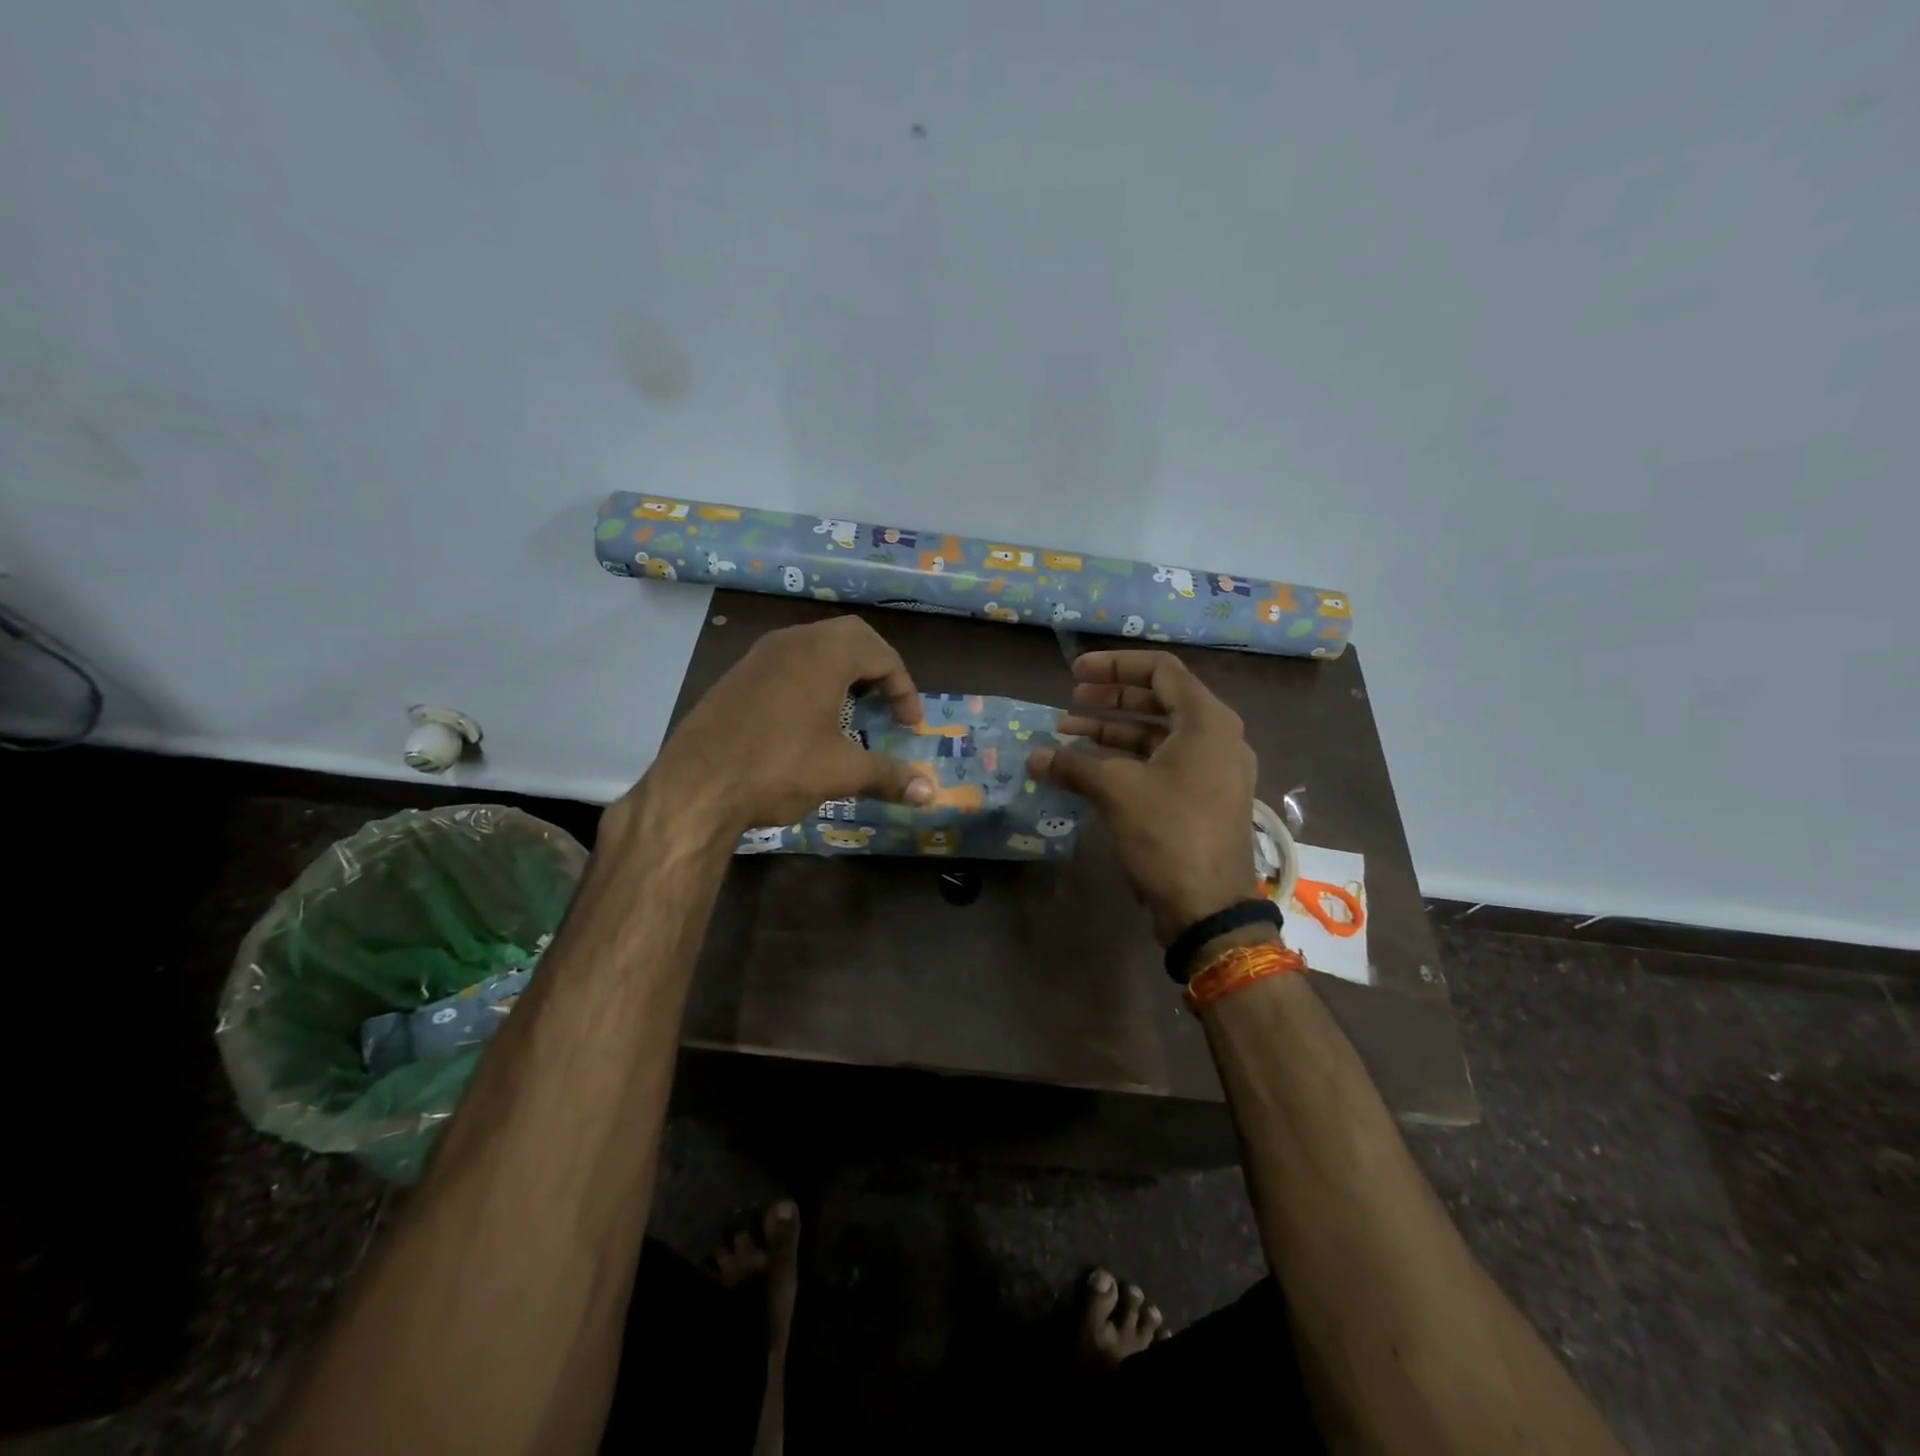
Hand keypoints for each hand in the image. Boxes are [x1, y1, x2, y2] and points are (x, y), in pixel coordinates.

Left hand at [639, 615, 934, 833]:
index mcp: (825, 654)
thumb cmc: (779, 768)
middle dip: (877, 667)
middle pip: (850, 637)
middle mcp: (793, 642)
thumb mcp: (842, 773)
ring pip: (815, 646)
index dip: (904, 689)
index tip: (910, 725)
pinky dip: (812, 679)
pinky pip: (788, 662)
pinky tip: (809, 719)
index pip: (881, 654)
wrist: (696, 786)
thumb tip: (930, 793)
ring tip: (853, 709)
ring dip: (843, 671)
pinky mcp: (738, 676)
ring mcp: (760, 656)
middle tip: (887, 702)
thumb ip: (889, 776)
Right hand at [1028, 650, 1258, 944]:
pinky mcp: (1202, 798)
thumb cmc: (1168, 833)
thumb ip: (1073, 765)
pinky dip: (1126, 760)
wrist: (1209, 906)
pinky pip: (1162, 763)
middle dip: (1110, 699)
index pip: (1160, 670)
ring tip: (1067, 735)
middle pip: (1159, 700)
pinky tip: (1088, 769)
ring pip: (1157, 735)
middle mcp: (1216, 737)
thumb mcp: (1117, 791)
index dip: (1114, 666)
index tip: (1074, 674)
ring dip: (1112, 732)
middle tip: (1069, 703)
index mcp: (1207, 720)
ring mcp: (1212, 770)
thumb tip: (1033, 757)